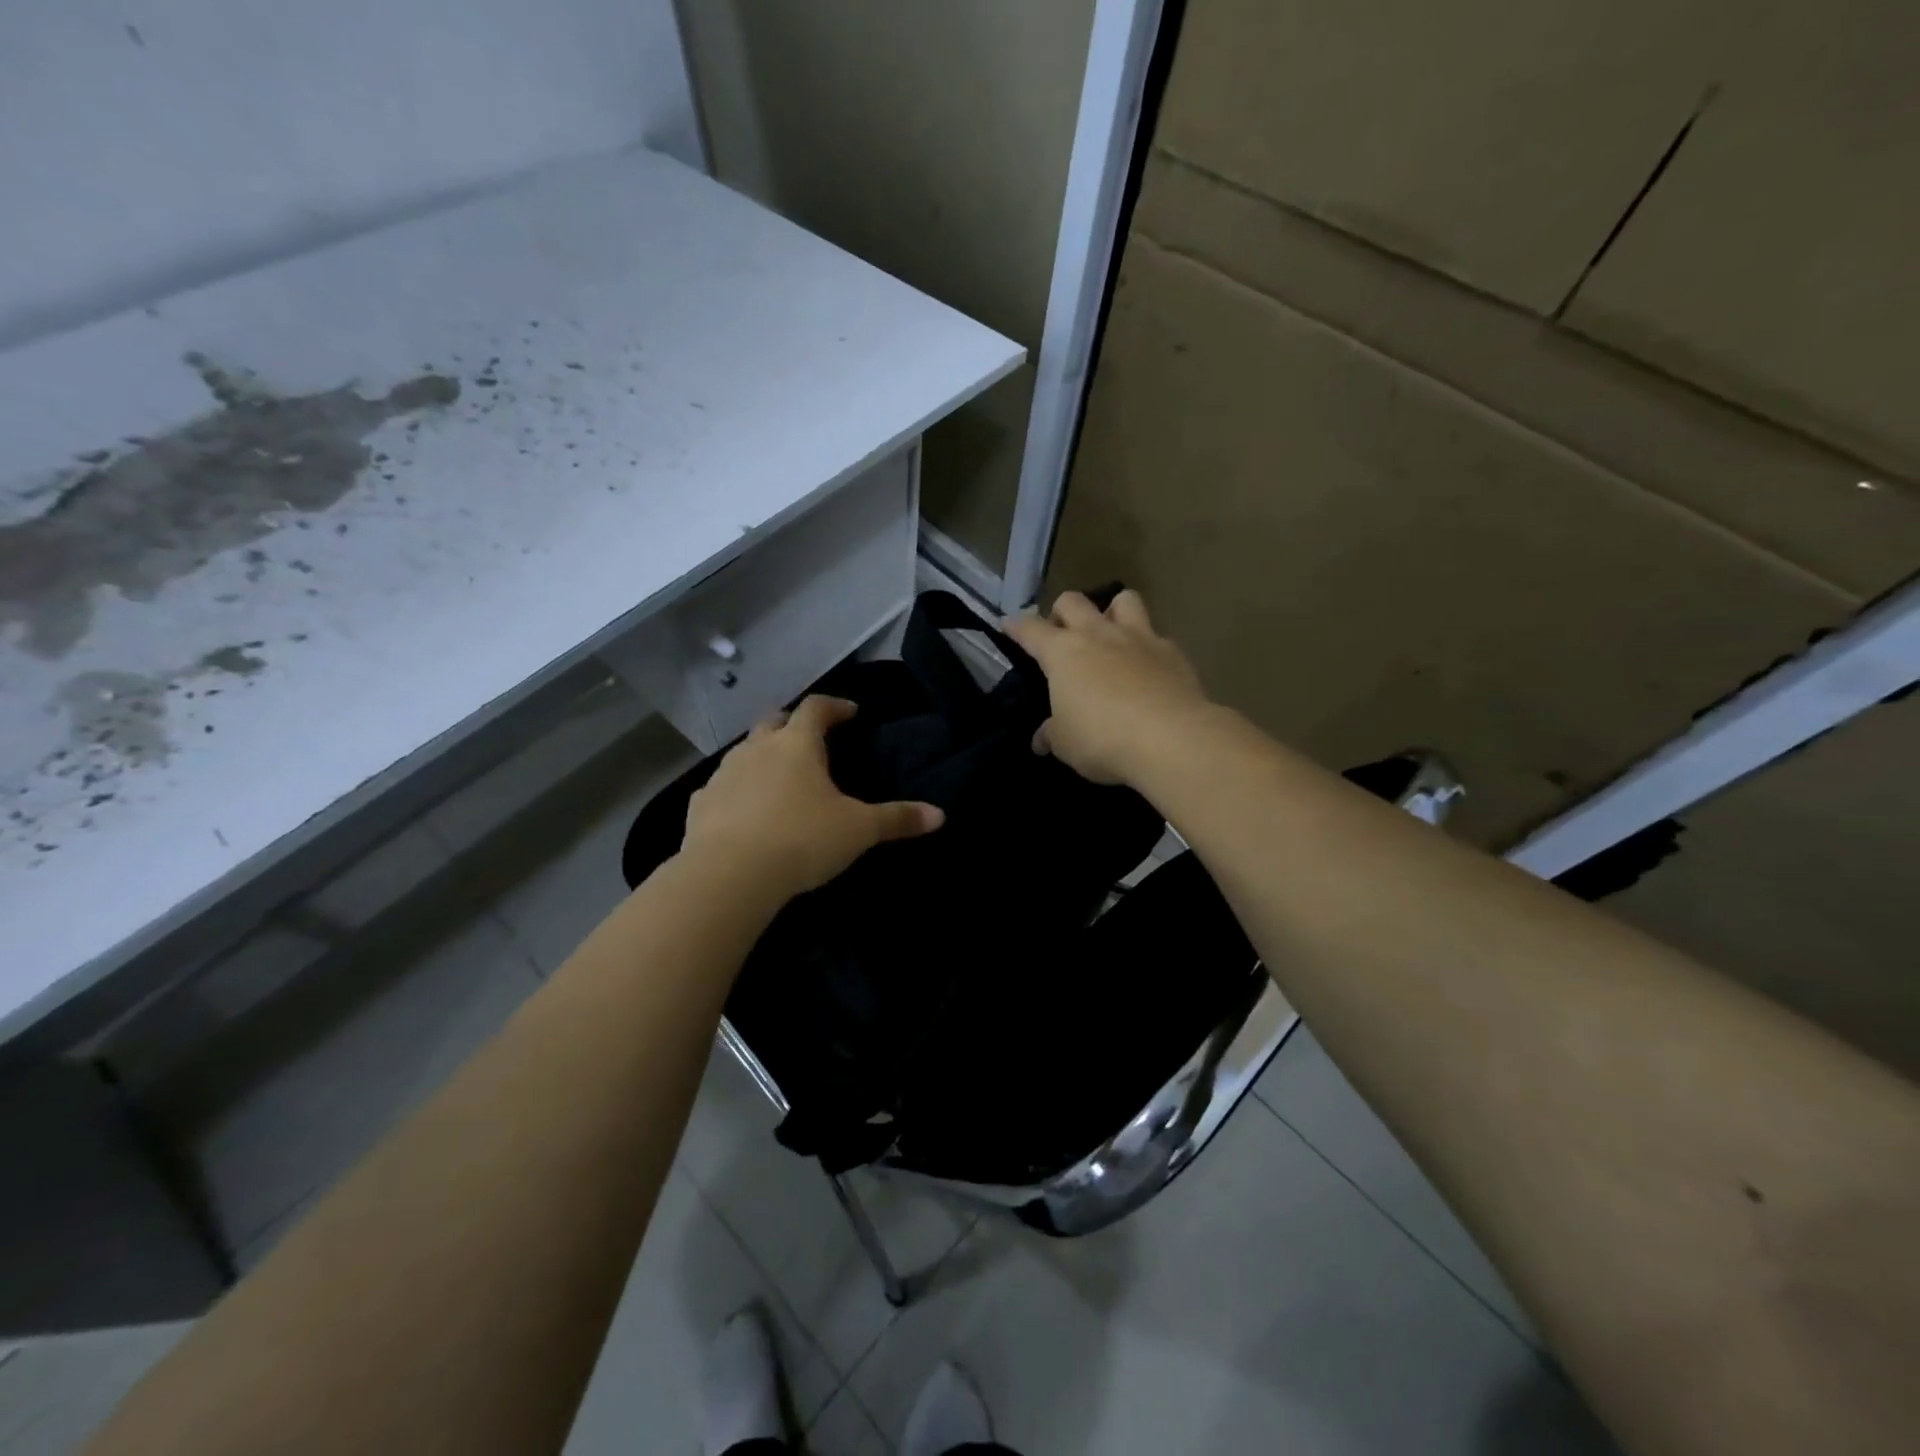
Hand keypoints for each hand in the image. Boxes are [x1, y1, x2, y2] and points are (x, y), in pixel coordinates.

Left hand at [680, 696, 944, 898]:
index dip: (836, 707)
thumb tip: (940, 815)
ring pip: (744, 751)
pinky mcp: (700, 804)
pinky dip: (736, 790)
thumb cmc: (801, 839)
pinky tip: (744, 811)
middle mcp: (757, 749)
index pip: (817, 708)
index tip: (850, 713)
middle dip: (793, 724)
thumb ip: (897, 819)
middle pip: (774, 721)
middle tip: (811, 741)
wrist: (729, 875)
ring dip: (762, 756)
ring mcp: (724, 774)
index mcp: (797, 744)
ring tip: (779, 777)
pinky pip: (721, 787)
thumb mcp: (859, 830)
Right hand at [1004, 589, 1210, 785]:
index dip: (1016, 626)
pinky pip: (1156, 636)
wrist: (1172, 738)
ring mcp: (1140, 638)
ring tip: (1111, 633)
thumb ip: (1052, 734)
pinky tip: (1148, 669)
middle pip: (1073, 601)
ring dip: (1113, 611)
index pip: (1030, 629)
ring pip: (1124, 600)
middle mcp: (1099, 634)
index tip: (1008, 624)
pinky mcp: (1173, 652)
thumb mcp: (1066, 744)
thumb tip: (1042, 739)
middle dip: (1062, 611)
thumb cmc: (1103, 739)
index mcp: (1063, 653)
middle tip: (1062, 632)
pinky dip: (1148, 647)